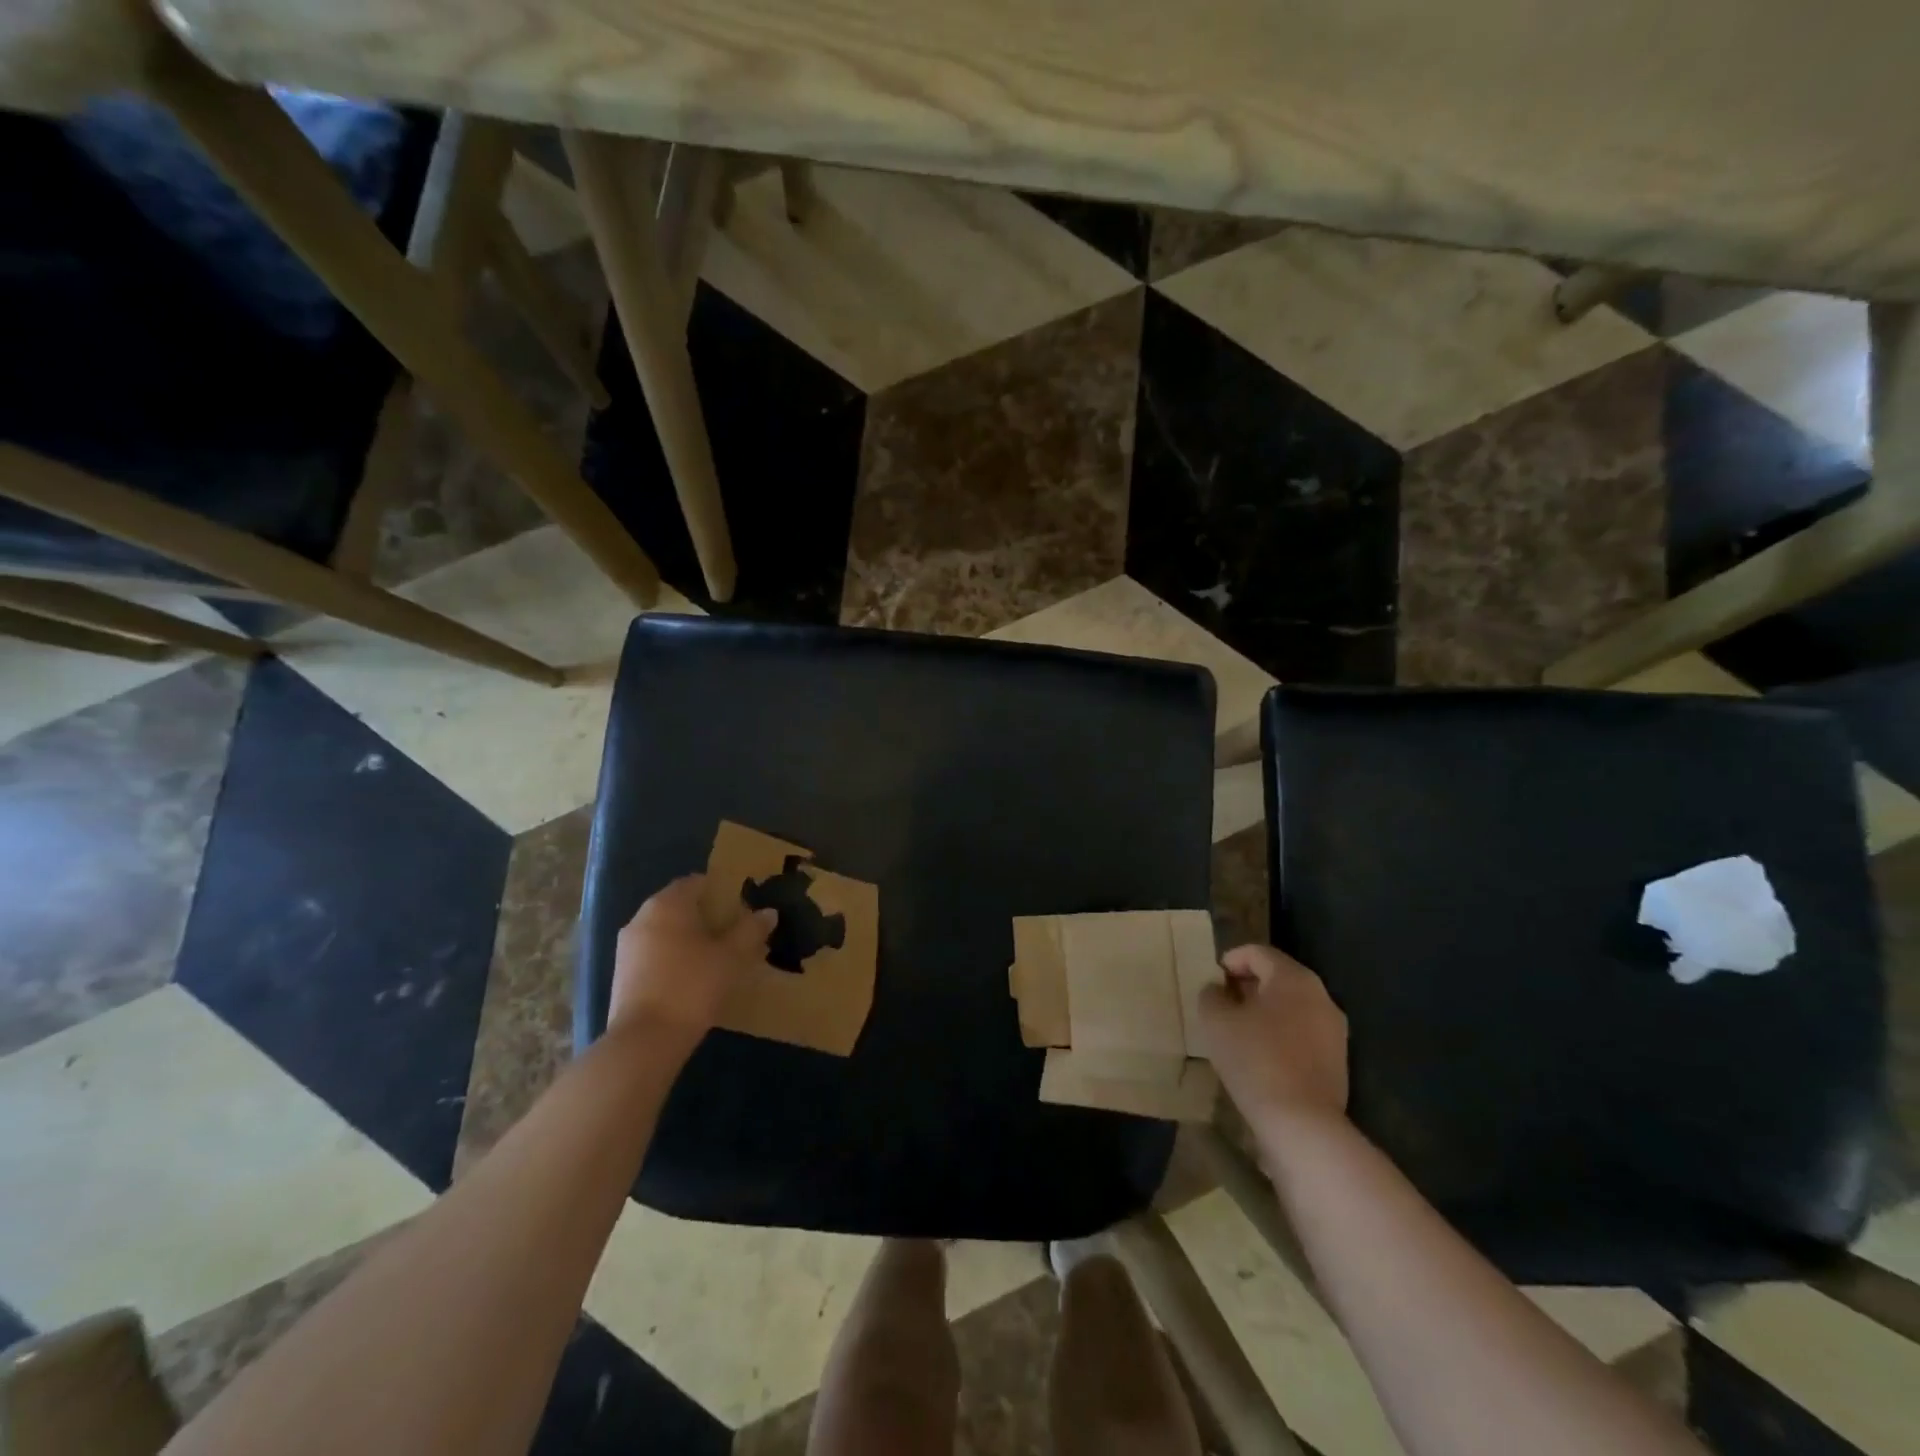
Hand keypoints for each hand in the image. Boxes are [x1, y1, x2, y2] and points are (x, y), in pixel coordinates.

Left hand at [609, 876, 775, 1049]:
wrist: (645, 1041)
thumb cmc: (692, 986)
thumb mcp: (731, 957)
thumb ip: (750, 930)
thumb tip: (768, 912)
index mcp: (667, 904)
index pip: (697, 882)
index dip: (722, 891)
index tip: (743, 908)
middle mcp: (642, 917)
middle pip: (680, 907)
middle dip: (708, 917)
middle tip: (736, 934)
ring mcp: (627, 947)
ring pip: (666, 932)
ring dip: (690, 940)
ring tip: (718, 959)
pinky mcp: (622, 975)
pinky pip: (655, 955)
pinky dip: (674, 959)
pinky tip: (694, 979)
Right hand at [1198, 944, 1348, 1127]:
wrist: (1302, 1123)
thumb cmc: (1255, 1059)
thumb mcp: (1216, 1021)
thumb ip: (1211, 995)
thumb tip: (1217, 990)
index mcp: (1294, 978)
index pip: (1258, 953)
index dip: (1231, 959)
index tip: (1212, 978)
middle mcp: (1321, 996)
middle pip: (1279, 977)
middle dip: (1248, 984)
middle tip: (1222, 1001)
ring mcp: (1334, 1030)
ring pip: (1292, 1007)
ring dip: (1265, 1011)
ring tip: (1238, 1029)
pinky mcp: (1337, 1061)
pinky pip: (1303, 1033)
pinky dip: (1281, 1034)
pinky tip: (1261, 1055)